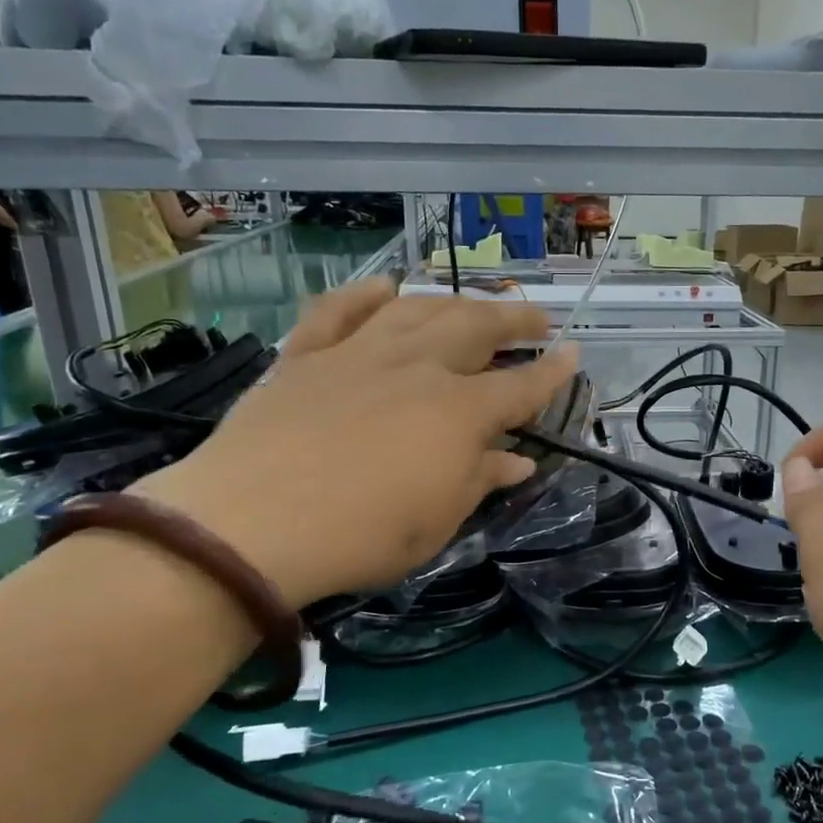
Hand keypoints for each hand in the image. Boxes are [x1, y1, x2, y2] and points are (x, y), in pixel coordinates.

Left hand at [135, 278, 575, 605]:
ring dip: (452, 302)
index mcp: (458, 411)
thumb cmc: (361, 535)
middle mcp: (416, 367)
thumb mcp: (437, 520)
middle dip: (512, 319)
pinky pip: (338, 311)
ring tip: (471, 305)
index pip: (520, 386)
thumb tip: (518, 461)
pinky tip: (385, 287)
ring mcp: (357, 354)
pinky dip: (365, 295)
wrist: (250, 523)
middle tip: (533, 318)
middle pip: (475, 328)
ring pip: (415, 310)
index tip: (572, 353)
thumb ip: (480, 480)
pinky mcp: (304, 357)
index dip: (552, 372)